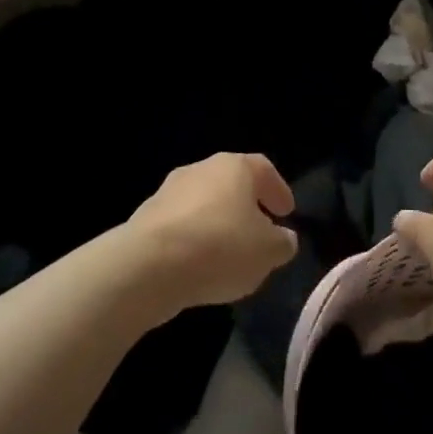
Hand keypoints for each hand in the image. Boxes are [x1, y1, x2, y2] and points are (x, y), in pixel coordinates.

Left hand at [128, 153, 298, 312]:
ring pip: (204, 204)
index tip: (286, 212)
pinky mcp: (146, 217)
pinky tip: (199, 265)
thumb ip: (282, 243)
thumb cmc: (220, 247)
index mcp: (234, 167)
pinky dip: (194, 239)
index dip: (278, 190)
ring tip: (228, 254)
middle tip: (259, 231)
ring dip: (218, 223)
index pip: (263, 169)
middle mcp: (201, 169)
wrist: (148, 266)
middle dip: (247, 206)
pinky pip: (181, 225)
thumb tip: (284, 238)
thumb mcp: (267, 252)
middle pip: (231, 183)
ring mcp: (169, 191)